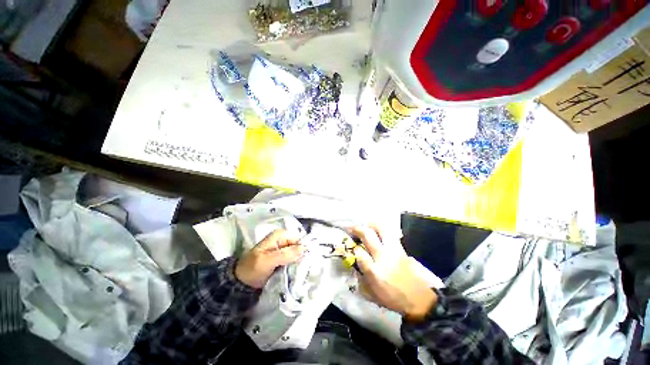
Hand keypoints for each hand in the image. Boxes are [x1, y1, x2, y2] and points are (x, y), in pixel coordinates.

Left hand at [235, 229, 304, 288]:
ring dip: (299, 261)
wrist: (241, 282)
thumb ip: (285, 254)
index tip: (308, 259)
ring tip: (303, 271)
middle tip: (306, 267)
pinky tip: (298, 272)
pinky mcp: (282, 259)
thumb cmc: (253, 268)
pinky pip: (293, 260)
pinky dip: (295, 265)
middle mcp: (283, 240)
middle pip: (298, 245)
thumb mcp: (268, 260)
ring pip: (296, 253)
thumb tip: (304, 248)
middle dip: (302, 255)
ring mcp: (283, 249)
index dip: (303, 247)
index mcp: (279, 235)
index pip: (298, 238)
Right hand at [350, 226, 437, 321]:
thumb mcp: (373, 295)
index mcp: (374, 271)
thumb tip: (355, 269)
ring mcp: (394, 250)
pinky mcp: (402, 249)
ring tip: (366, 225)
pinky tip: (379, 231)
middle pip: (369, 235)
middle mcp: (383, 256)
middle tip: (353, 228)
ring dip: (371, 225)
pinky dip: (382, 230)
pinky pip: (391, 234)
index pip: (359, 253)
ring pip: (382, 229)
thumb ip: (362, 282)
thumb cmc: (394, 298)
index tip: (353, 248)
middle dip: (358, 229)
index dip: (354, 249)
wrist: (420, 299)